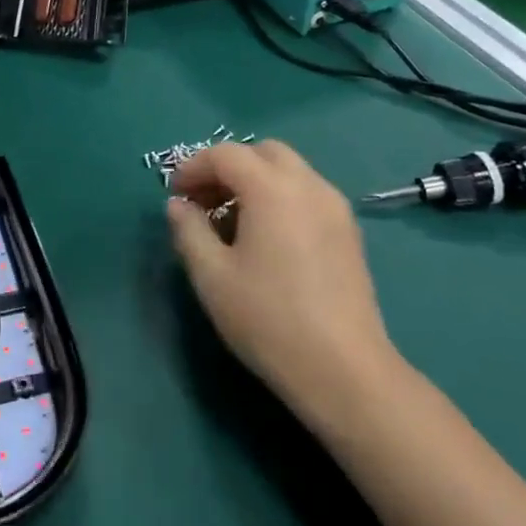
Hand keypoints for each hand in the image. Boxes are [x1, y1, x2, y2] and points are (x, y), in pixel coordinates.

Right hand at [167, 141, 401, 433]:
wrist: (345, 372)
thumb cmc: (269, 319)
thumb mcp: (211, 275)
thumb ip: (188, 230)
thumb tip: (179, 205)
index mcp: (272, 188)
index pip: (225, 154)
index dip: (193, 167)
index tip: (175, 194)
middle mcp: (308, 186)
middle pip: (262, 152)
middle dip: (228, 167)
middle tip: (205, 201)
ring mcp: (335, 208)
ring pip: (289, 171)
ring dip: (255, 181)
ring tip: (233, 221)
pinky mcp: (349, 233)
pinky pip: (307, 194)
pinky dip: (280, 197)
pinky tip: (267, 238)